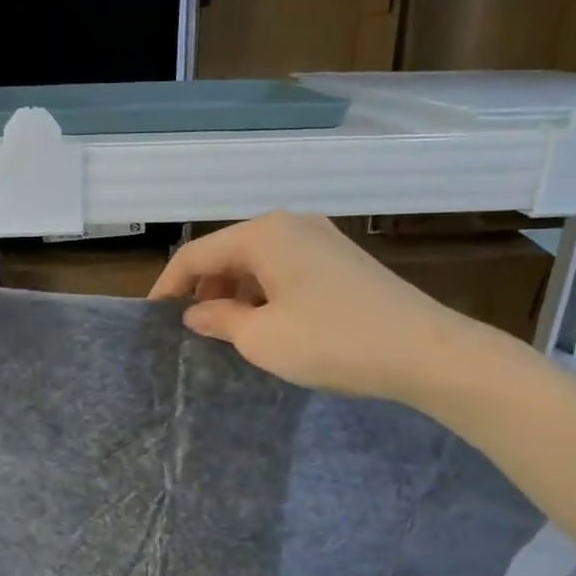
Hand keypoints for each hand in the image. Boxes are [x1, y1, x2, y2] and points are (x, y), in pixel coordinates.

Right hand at [149, 212, 521, 411]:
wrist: (423, 351)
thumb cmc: (331, 341)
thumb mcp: (261, 337)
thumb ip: (219, 319)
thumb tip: (195, 313)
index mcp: (264, 233)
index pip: (196, 254)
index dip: (168, 286)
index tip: (152, 319)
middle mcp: (291, 224)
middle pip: (228, 253)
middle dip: (203, 290)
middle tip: (192, 331)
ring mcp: (322, 240)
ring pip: (258, 263)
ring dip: (235, 295)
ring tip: (228, 334)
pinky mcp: (342, 263)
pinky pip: (286, 272)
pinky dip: (265, 296)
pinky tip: (268, 327)